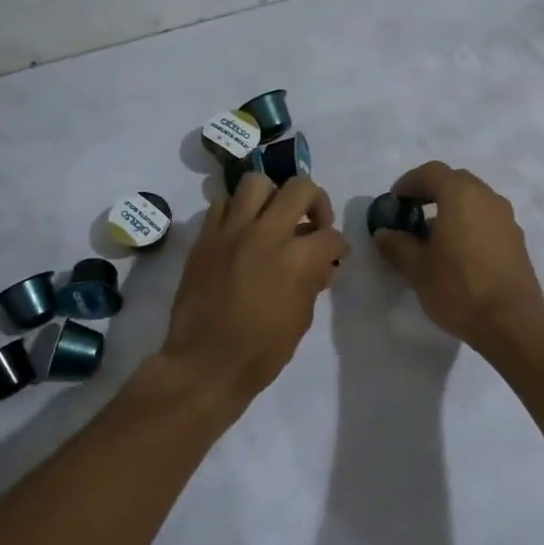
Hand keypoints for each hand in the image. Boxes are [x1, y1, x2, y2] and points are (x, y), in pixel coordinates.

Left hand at [160, 174, 350, 411]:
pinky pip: (223, 204)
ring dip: (273, 196)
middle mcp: (267, 233)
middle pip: (300, 188)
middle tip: (312, 222)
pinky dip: (237, 211)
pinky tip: (242, 232)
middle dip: (316, 202)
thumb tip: (321, 265)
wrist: (205, 363)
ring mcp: (232, 231)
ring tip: (273, 217)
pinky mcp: (206, 236)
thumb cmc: (261, 352)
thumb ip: (313, 283)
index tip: (335, 255)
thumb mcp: (301, 319)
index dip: (338, 246)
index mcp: (297, 259)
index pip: (331, 235)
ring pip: (257, 182)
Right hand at [371, 162, 543, 351]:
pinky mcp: (516, 240)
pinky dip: (469, 223)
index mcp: (461, 196)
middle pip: (456, 181)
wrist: (512, 322)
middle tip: (412, 214)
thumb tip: (384, 233)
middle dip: (432, 192)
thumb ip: (397, 245)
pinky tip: (458, 252)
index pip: (431, 172)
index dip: (409, 182)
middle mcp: (487, 198)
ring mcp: (506, 219)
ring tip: (434, 236)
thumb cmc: (459, 289)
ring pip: (475, 200)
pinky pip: (487, 219)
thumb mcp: (418, 269)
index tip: (395, 202)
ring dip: (452, 208)